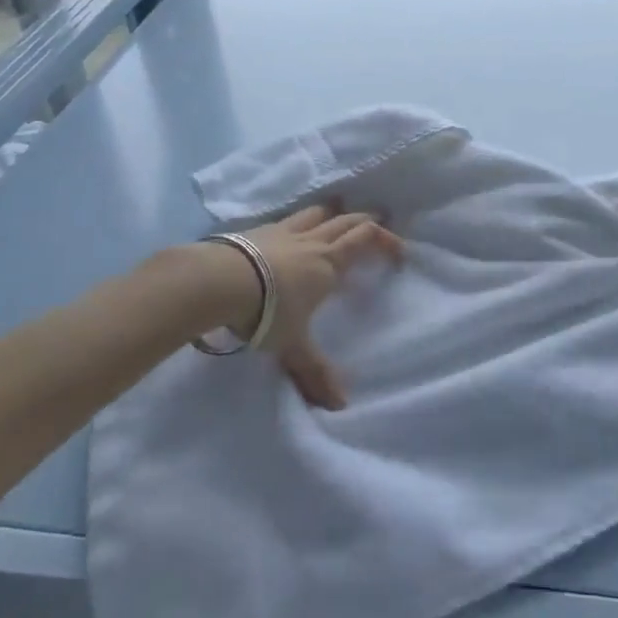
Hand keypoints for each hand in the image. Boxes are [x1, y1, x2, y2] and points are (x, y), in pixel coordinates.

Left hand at [209, 205, 400, 408]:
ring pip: (317, 212)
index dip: (386, 240)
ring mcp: (284, 231)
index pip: (366, 239)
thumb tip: (339, 405)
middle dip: (366, 220)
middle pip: (347, 220)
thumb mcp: (293, 346)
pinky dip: (299, 221)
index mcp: (329, 263)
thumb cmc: (266, 311)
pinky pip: (287, 219)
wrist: (218, 281)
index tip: (399, 252)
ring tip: (337, 216)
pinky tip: (291, 231)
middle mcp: (312, 241)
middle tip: (378, 222)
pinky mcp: (257, 230)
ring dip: (332, 213)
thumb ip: (315, 371)